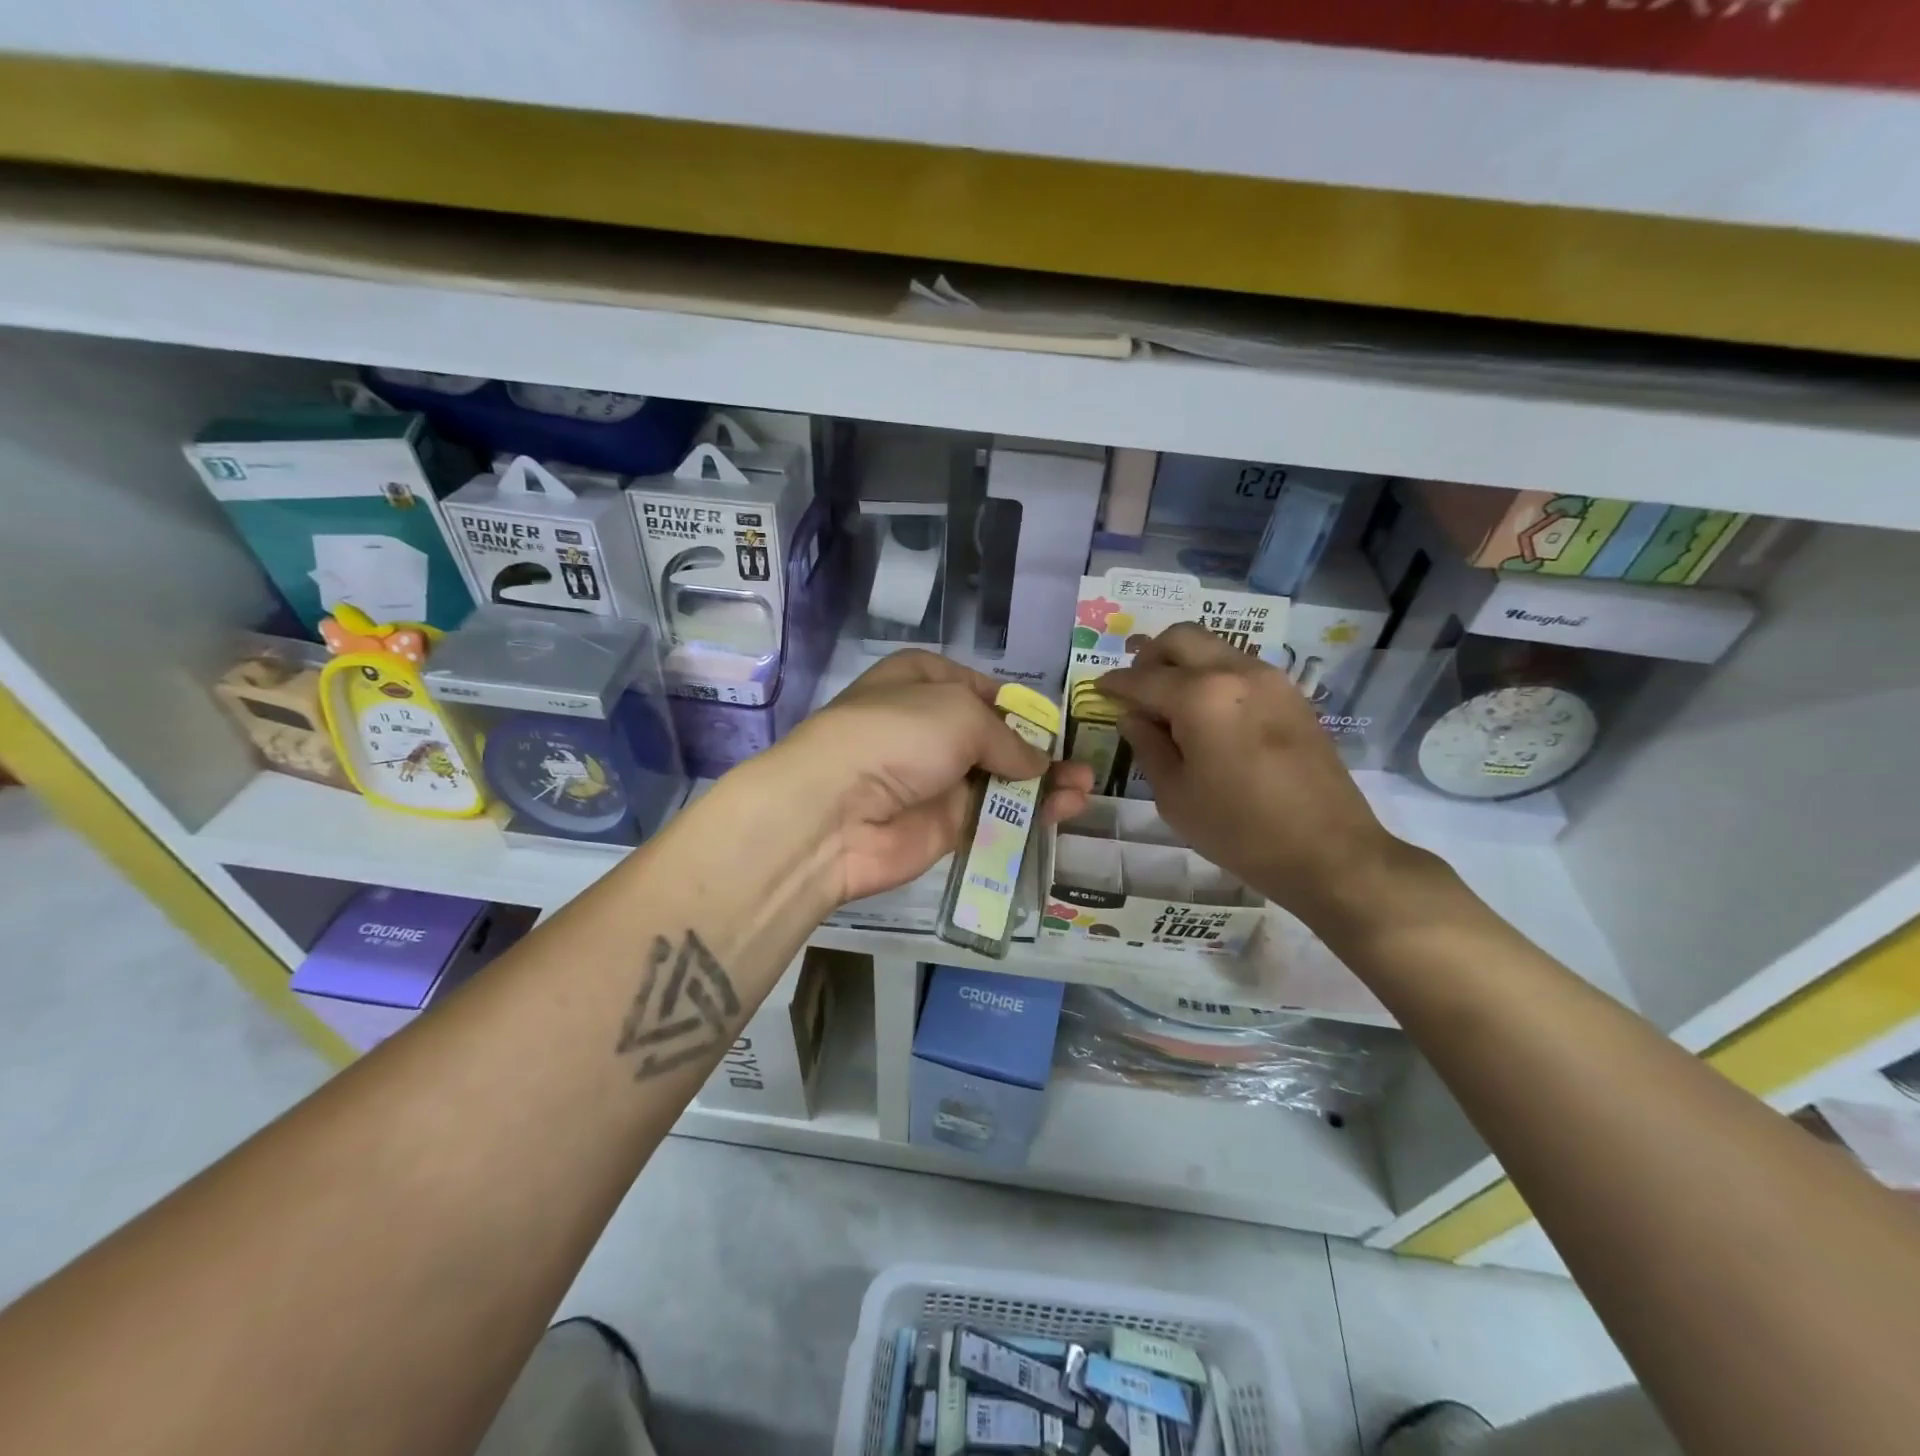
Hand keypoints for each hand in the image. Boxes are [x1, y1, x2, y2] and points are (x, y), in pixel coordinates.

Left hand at [773, 651, 1093, 905]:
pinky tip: (1064, 811)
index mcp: (922, 681)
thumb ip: (1007, 737)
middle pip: (995, 737)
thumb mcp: (960, 713)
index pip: (979, 688)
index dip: (1016, 704)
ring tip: (1083, 790)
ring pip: (1000, 780)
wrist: (836, 813)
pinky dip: (1028, 816)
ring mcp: (935, 779)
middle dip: (1038, 749)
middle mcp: (928, 727)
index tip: (1050, 723)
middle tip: (1080, 764)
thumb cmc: (897, 736)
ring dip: (1044, 784)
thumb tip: (1036, 763)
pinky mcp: (943, 826)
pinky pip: (994, 817)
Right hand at [1097, 623, 1426, 933]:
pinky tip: (1206, 713)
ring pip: (1213, 647)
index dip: (1115, 684)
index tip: (1098, 689)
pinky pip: (1239, 667)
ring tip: (1169, 701)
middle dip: (1149, 656)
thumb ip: (1148, 746)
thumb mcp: (1175, 795)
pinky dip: (1213, 675)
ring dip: (1183, 663)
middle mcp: (1235, 672)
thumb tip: (1132, 716)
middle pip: (1180, 638)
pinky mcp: (1292, 694)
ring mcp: (1270, 679)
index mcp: (1200, 696)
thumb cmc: (1239, 830)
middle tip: (1135, 687)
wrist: (1328, 851)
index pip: (1143, 679)